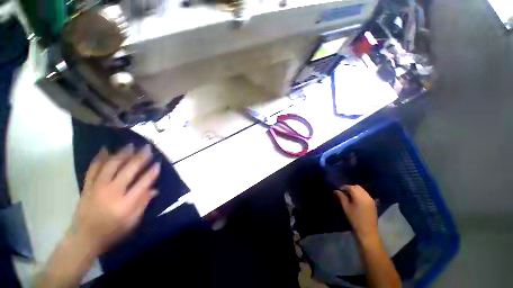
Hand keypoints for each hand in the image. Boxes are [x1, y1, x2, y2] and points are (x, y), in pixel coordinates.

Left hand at [70, 144, 159, 254]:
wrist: (83, 238)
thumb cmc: (112, 231)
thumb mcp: (132, 222)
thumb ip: (143, 204)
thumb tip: (155, 190)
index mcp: (125, 203)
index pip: (143, 183)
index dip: (152, 172)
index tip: (158, 163)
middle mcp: (112, 192)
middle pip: (128, 170)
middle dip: (140, 158)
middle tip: (147, 148)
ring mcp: (97, 187)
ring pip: (111, 166)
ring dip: (122, 154)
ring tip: (130, 145)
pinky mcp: (87, 187)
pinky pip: (93, 169)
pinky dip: (99, 158)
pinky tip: (105, 149)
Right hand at [335, 185, 377, 241]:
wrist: (367, 232)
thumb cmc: (355, 219)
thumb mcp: (346, 207)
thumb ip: (341, 197)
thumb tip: (336, 190)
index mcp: (359, 196)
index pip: (350, 187)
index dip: (343, 187)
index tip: (338, 191)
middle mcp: (366, 195)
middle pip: (357, 187)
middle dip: (349, 188)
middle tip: (343, 193)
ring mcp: (371, 199)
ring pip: (362, 190)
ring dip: (355, 190)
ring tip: (349, 196)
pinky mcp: (373, 203)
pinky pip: (365, 194)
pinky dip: (360, 194)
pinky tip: (356, 200)